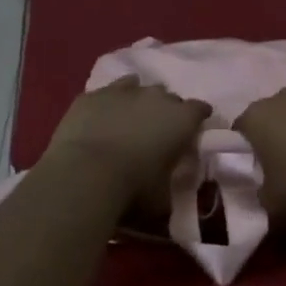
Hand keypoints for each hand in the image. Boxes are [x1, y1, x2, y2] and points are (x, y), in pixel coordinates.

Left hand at [41, 77, 211, 208]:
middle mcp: (156, 96)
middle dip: (166, 111)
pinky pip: (107, 93)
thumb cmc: (133, 188)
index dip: (197, 120)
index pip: (200, 109)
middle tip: (157, 132)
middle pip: (169, 97)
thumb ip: (170, 186)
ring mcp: (123, 91)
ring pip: (137, 86)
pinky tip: (102, 116)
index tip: (192, 133)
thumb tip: (169, 191)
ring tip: (128, 120)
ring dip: (137, 101)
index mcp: (182, 119)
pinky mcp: (92, 95)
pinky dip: (108, 103)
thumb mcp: (163, 198)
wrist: (84, 175)